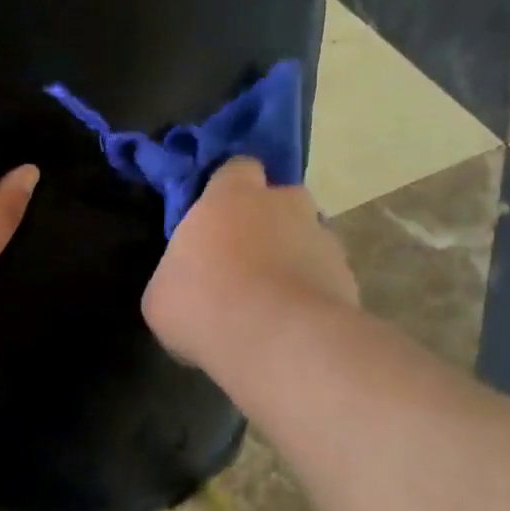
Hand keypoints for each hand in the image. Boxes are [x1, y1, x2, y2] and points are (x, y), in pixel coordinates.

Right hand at [142, 157, 357, 368]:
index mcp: (231, 196)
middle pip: (280, 200)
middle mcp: (284, 204)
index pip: (237, 168)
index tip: (217, 214)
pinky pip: (325, 277)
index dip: (230, 188)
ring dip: (293, 258)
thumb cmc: (204, 304)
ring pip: (307, 238)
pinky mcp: (347, 276)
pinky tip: (294, 325)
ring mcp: (322, 239)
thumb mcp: (162, 294)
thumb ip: (177, 274)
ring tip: (273, 299)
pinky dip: (312, 293)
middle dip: (268, 221)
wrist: (279, 342)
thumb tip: (184, 284)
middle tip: (246, 258)